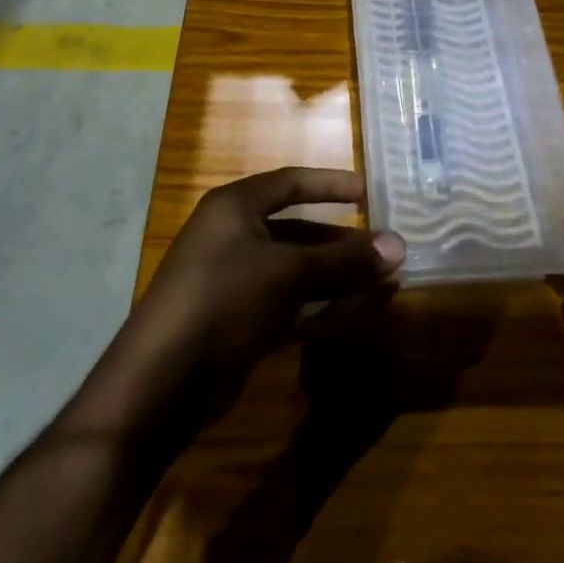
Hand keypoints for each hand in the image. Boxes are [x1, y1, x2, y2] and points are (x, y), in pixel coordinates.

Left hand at [122, 169, 404, 408]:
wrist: (164, 379)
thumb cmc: (224, 298)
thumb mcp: (287, 272)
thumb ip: (343, 261)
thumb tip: (399, 245)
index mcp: (235, 207)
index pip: (291, 183)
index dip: (330, 185)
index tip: (368, 192)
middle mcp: (234, 237)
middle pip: (298, 230)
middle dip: (341, 241)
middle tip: (384, 248)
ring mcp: (236, 282)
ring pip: (297, 271)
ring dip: (338, 276)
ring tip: (385, 280)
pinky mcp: (241, 322)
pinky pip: (291, 305)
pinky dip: (323, 307)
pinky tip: (360, 310)